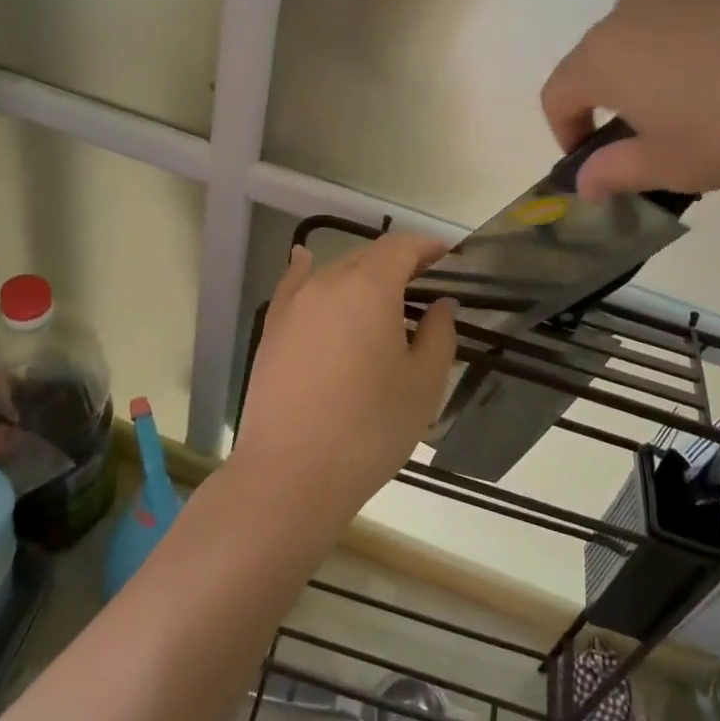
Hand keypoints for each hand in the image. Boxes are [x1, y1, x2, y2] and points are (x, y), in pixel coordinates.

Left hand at [234, 234, 458, 526]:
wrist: (290, 474)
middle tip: (423, 284)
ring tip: (381, 297)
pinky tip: (305, 261)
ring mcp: (292, 305)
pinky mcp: (271, 329)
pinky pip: (294, 286)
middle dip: (397, 263)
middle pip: (366, 257)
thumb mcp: (422, 385)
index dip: (427, 247)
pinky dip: (307, 271)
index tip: (448, 256)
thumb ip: (438, 334)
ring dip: (361, 276)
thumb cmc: (369, 429)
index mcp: (368, 288)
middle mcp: (326, 283)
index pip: (400, 247)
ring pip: (333, 273)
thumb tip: (441, 305)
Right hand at [540, 0, 719, 196]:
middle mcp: (642, 0)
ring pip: (668, 14)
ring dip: (675, 51)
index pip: (559, 91)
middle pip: (612, 47)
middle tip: (667, 126)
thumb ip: (618, 171)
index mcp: (608, 53)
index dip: (566, 128)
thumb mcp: (676, 167)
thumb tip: (584, 182)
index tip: (592, 157)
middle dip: (624, 86)